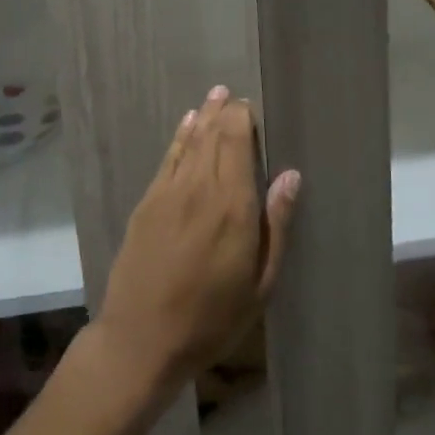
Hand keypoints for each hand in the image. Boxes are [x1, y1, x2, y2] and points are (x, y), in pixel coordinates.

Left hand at [94, 87, 298, 398]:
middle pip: (214, 136)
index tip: (252, 106)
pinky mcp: (147, 202)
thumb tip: (291, 176)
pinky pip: (168, 158)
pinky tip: (188, 123)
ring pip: (191, 141)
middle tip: (235, 95)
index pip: (238, 144)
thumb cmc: (212, 319)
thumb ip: (276, 225)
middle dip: (226, 112)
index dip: (243, 119)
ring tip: (215, 95)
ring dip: (204, 116)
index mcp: (234, 207)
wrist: (142, 338)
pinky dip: (180, 136)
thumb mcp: (260, 284)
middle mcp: (201, 188)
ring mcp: (169, 192)